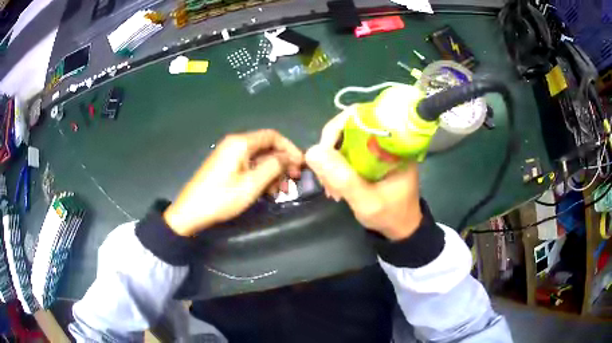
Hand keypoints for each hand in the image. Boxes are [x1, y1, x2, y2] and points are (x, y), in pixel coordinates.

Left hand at [164, 129, 303, 235]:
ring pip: (259, 158)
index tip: (301, 165)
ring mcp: (229, 155)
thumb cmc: (222, 198)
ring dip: (273, 173)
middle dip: (282, 163)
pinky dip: (261, 176)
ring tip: (281, 192)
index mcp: (241, 143)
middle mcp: (235, 144)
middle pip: (266, 147)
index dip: (290, 149)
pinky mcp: (226, 166)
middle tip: (293, 181)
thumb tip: (288, 157)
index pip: (273, 136)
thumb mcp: (252, 184)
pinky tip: (267, 192)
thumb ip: (273, 167)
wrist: (190, 212)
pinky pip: (249, 166)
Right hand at [306, 108, 421, 240]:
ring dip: (332, 162)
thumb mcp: (366, 201)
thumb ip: (342, 178)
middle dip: (331, 151)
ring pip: (345, 141)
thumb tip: (311, 151)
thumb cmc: (390, 215)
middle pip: (349, 127)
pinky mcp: (371, 157)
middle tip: (326, 178)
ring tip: (331, 189)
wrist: (402, 229)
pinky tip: (335, 186)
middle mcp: (387, 140)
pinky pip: (347, 152)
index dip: (337, 129)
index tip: (324, 154)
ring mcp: (378, 149)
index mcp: (394, 143)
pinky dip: (337, 167)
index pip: (362, 117)